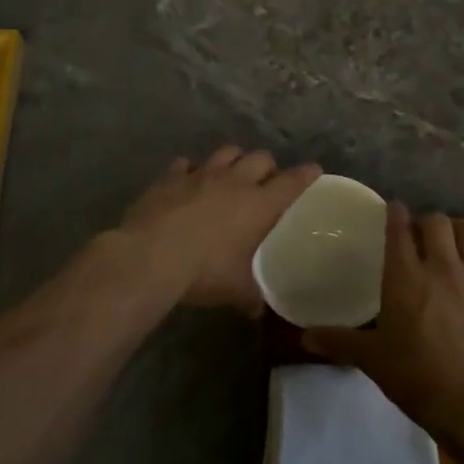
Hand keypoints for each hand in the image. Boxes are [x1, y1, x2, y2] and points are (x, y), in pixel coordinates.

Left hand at [118, 147, 322, 311]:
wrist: (149, 257)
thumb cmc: (203, 272)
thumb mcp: (235, 290)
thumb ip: (251, 296)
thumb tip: (258, 311)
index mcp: (259, 204)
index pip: (292, 182)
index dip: (305, 175)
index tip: (313, 170)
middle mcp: (234, 181)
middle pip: (260, 158)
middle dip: (267, 166)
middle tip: (267, 181)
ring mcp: (200, 174)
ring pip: (226, 152)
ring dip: (234, 160)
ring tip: (231, 174)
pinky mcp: (171, 176)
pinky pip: (186, 164)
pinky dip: (191, 170)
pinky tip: (188, 182)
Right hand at [302, 203, 463, 443]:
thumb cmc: (417, 379)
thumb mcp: (372, 360)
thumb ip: (338, 342)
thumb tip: (303, 337)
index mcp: (406, 277)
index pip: (398, 229)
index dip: (395, 213)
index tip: (393, 209)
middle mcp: (443, 267)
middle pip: (437, 223)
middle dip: (428, 223)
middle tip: (422, 236)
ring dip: (462, 237)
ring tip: (456, 248)